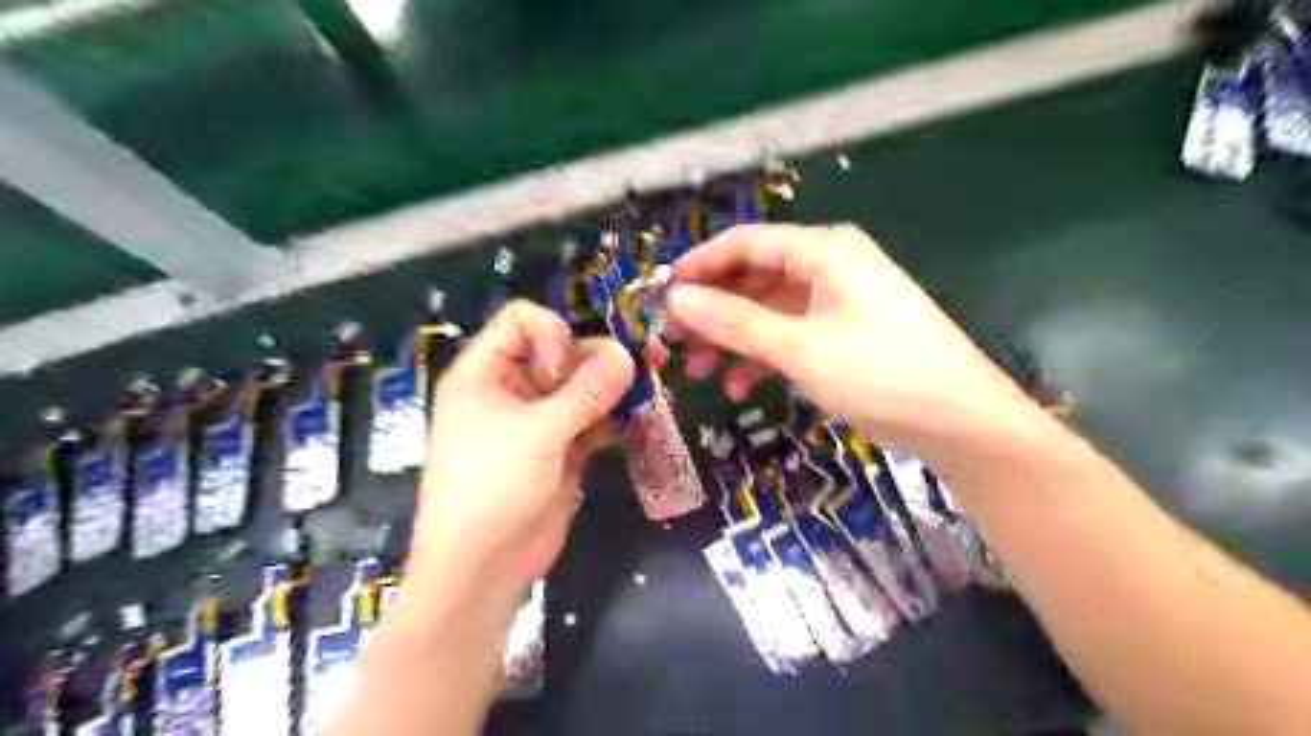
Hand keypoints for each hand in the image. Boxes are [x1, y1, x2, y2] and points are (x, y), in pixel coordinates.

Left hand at [410, 298, 632, 580]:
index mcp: (486, 373)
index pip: (522, 322)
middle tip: (647, 365)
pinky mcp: (561, 450)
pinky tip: (641, 422)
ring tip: (653, 389)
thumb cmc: (492, 487)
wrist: (483, 569)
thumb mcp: (537, 433)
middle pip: (562, 354)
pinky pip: (592, 422)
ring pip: (583, 389)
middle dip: (602, 359)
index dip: (553, 333)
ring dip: (616, 389)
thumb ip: (585, 392)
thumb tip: (627, 354)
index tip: (569, 368)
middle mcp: (513, 390)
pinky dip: (615, 420)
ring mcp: (539, 422)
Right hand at [669, 220, 1041, 459]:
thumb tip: (676, 299)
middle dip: (712, 310)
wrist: (963, 424)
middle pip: (754, 278)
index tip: (661, 296)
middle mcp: (830, 266)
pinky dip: (763, 356)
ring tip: (699, 372)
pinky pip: (791, 335)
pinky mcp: (845, 334)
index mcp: (824, 251)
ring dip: (733, 339)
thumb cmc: (881, 373)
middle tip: (673, 343)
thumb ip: (735, 321)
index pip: (745, 243)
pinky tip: (742, 386)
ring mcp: (838, 302)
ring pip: (768, 311)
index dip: (699, 266)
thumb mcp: (800, 347)